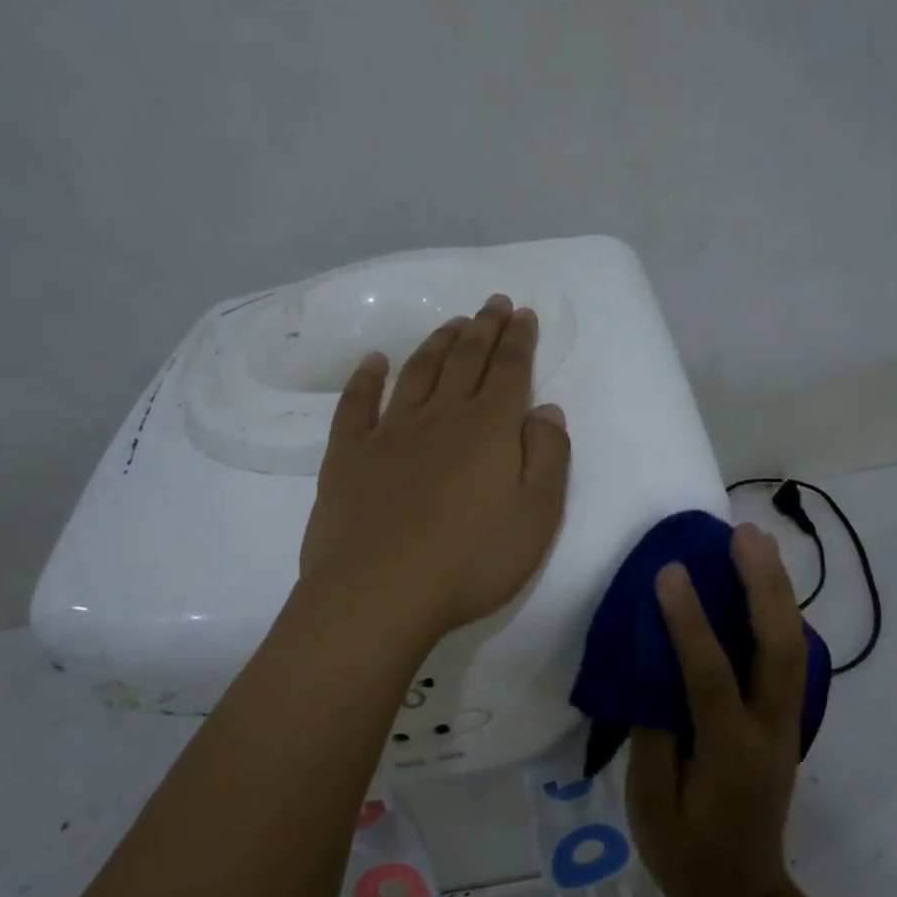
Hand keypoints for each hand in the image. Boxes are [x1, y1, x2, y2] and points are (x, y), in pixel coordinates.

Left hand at [298, 294, 571, 646]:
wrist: (379, 594)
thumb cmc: (471, 560)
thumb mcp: (538, 514)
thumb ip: (549, 455)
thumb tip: (546, 409)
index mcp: (489, 428)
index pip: (509, 370)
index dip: (518, 339)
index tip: (521, 312)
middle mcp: (440, 416)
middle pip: (466, 360)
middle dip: (483, 328)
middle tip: (491, 302)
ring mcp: (389, 432)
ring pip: (417, 373)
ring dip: (437, 343)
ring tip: (452, 324)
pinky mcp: (348, 455)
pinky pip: (356, 404)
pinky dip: (365, 377)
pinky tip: (374, 361)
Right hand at [626, 524, 807, 896]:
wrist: (743, 894)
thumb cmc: (684, 852)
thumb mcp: (650, 802)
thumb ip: (653, 728)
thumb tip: (655, 663)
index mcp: (729, 754)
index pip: (711, 677)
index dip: (690, 622)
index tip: (670, 572)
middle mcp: (770, 731)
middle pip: (779, 648)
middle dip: (763, 586)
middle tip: (743, 535)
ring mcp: (787, 724)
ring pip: (794, 646)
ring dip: (779, 589)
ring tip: (759, 541)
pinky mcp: (788, 720)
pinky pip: (789, 656)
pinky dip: (780, 612)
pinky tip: (766, 582)